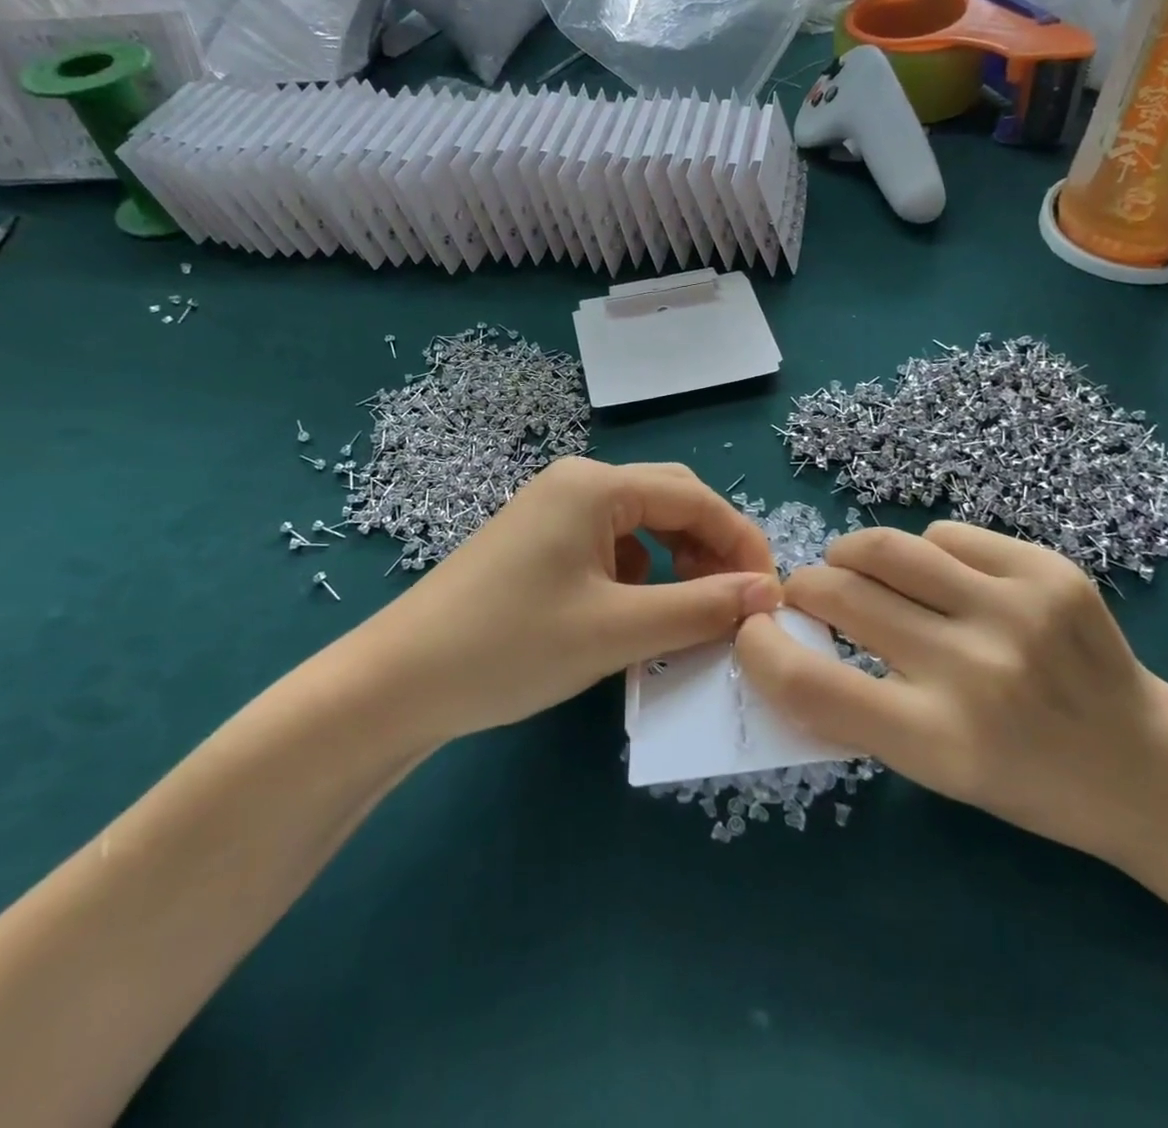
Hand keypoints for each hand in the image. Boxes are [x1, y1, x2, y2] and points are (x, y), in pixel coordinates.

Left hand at [375, 458, 779, 744]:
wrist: (397, 684)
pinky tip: (636, 616)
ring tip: (691, 614)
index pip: (696, 499)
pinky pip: (610, 548)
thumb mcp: (617, 629)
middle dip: (711, 549)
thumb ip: (700, 608)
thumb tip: (768, 594)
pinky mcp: (539, 544)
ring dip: (677, 564)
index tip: (770, 596)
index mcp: (596, 484)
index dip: (741, 544)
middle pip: (670, 503)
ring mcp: (553, 512)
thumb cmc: (512, 646)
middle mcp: (576, 483)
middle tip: (736, 604)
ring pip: (641, 527)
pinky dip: (640, 577)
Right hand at [735, 522, 1167, 865]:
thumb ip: (856, 706)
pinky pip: (946, 535)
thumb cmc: (1026, 783)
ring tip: (852, 567)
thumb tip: (787, 638)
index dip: (761, 650)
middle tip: (807, 596)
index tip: (755, 632)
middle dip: (804, 589)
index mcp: (937, 742)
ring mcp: (1015, 609)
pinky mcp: (1048, 569)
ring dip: (849, 555)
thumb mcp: (932, 769)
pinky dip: (924, 553)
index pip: (808, 685)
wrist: (1147, 766)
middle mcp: (973, 670)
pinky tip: (940, 578)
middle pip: (840, 595)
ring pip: (885, 547)